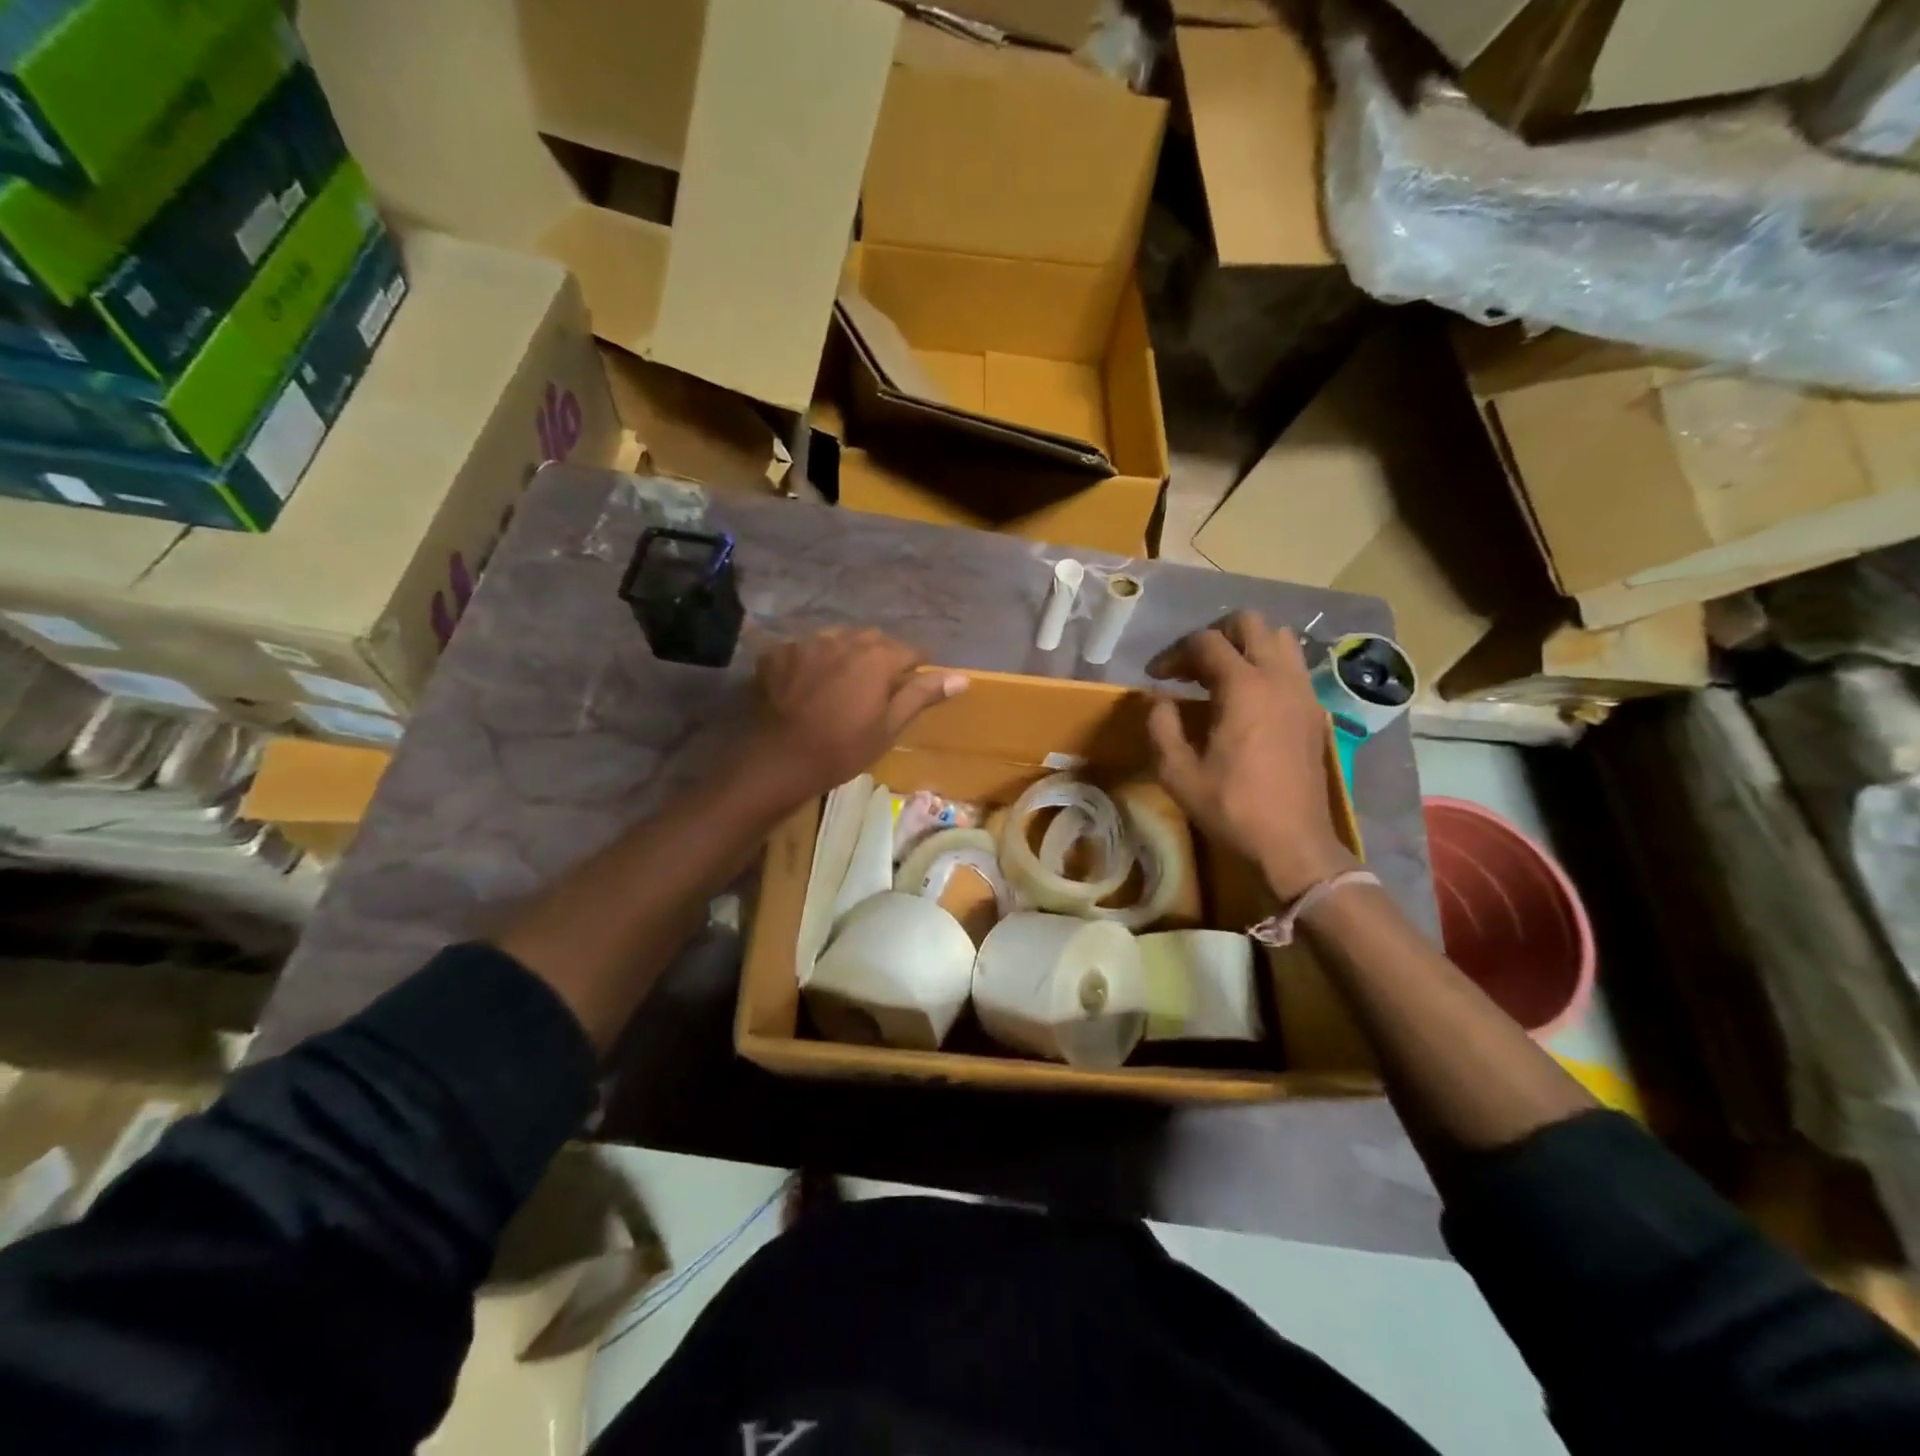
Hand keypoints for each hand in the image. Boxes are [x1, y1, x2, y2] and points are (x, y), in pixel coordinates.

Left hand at [741, 629, 967, 808]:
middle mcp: (843, 639)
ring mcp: (806, 643)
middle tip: (878, 688)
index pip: (910, 651)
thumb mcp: (889, 727)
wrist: (778, 761)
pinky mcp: (778, 653)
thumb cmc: (842, 749)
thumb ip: (921, 695)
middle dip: (881, 657)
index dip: (916, 668)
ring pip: (838, 640)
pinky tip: (807, 687)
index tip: (913, 687)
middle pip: (873, 640)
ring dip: (846, 655)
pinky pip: (805, 649)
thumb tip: (961, 677)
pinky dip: (812, 662)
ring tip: (842, 683)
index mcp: (876, 657)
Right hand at [1147, 612, 1358, 901]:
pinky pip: (1292, 666)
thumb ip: (1161, 726)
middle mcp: (1278, 677)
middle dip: (1214, 636)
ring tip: (1220, 676)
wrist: (1293, 843)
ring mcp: (1302, 692)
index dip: (1174, 653)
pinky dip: (1266, 666)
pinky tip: (1247, 699)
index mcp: (1243, 687)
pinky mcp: (1314, 711)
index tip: (1155, 676)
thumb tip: (1158, 700)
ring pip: (1279, 639)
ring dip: (1246, 646)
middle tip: (1190, 666)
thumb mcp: (1178, 773)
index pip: (1205, 642)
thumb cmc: (1232, 808)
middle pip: (1249, 623)